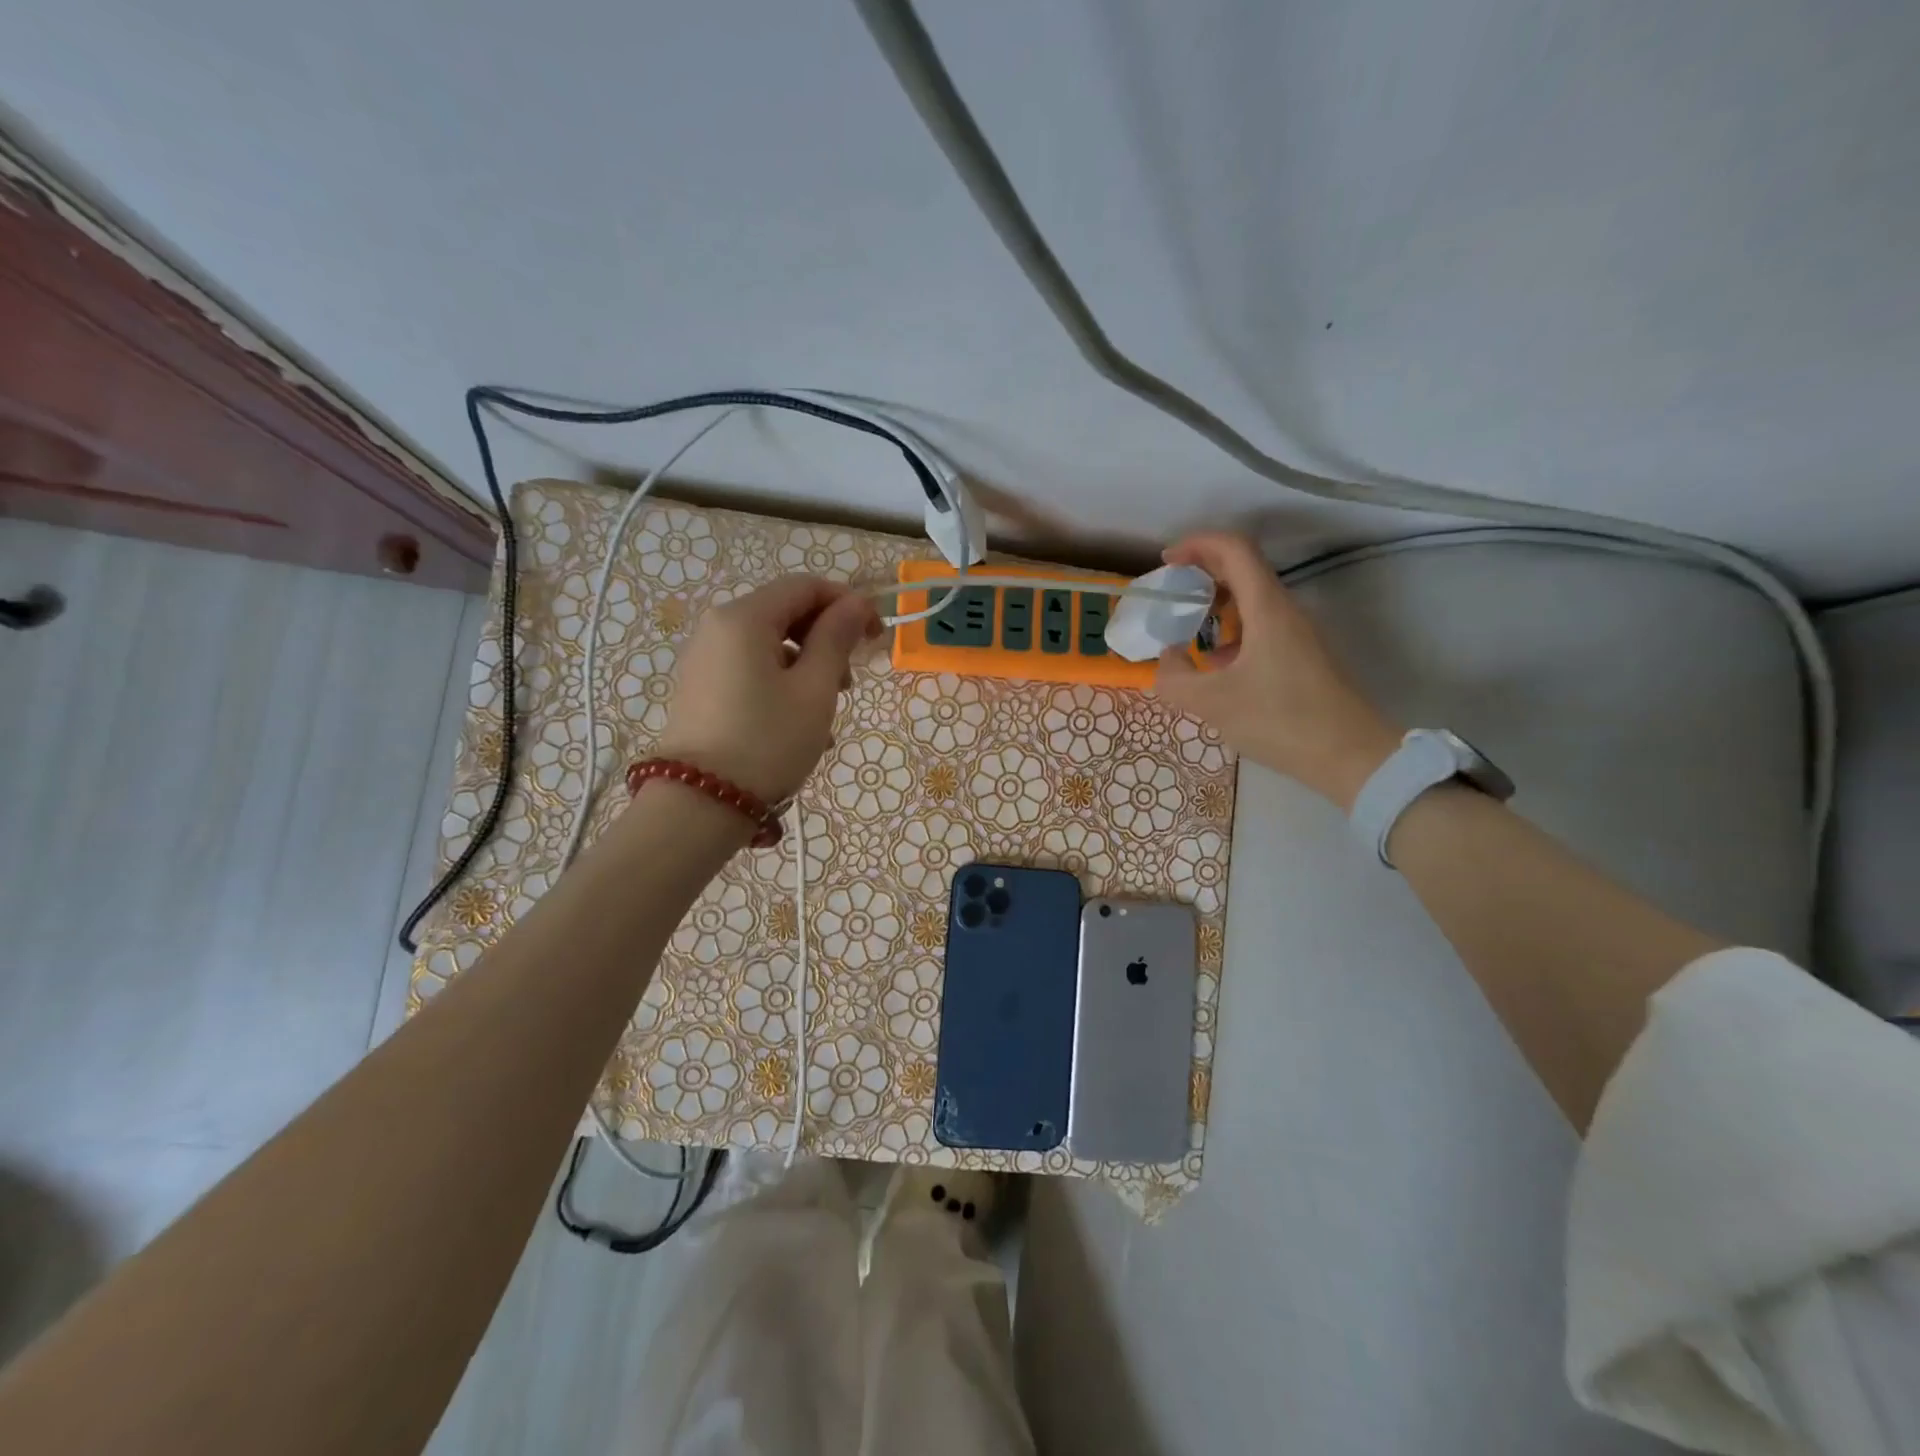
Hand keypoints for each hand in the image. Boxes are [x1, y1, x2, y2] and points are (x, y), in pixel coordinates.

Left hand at [656, 575, 880, 803]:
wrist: (699, 805)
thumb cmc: (767, 742)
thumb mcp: (814, 690)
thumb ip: (837, 639)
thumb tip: (857, 603)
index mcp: (744, 618)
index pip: (804, 586)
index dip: (847, 603)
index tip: (875, 636)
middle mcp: (717, 628)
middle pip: (785, 614)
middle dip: (826, 640)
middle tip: (848, 686)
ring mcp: (704, 660)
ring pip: (770, 646)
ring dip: (807, 669)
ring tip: (824, 715)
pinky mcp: (700, 690)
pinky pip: (750, 671)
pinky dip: (781, 685)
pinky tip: (798, 726)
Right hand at [1153, 533, 1402, 809]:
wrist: (1349, 756)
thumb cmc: (1280, 720)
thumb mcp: (1212, 703)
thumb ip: (1174, 677)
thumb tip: (1167, 656)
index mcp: (1267, 608)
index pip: (1234, 549)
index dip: (1198, 544)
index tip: (1167, 560)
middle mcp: (1285, 610)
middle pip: (1244, 569)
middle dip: (1203, 571)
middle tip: (1171, 590)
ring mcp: (1297, 633)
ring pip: (1252, 600)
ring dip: (1216, 603)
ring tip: (1186, 629)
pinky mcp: (1301, 656)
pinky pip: (1261, 626)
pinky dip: (1232, 631)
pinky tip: (1215, 664)